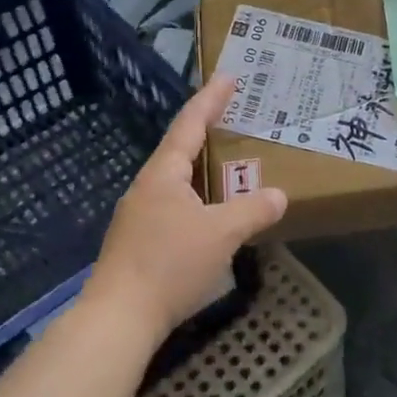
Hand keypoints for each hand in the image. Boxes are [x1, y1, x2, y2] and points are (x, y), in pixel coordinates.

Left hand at [80, 76, 287, 346]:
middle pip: (180, 149)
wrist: (117, 319)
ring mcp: (138, 216)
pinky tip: (209, 214)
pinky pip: (173, 206)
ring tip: (227, 165)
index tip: (228, 77)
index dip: (210, 100)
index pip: (189, 124)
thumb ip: (252, 210)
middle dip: (207, 132)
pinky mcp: (137, 243)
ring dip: (202, 169)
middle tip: (234, 118)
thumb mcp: (221, 233)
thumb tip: (278, 195)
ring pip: (176, 181)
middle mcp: (147, 187)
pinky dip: (196, 198)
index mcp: (164, 174)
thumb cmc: (169, 264)